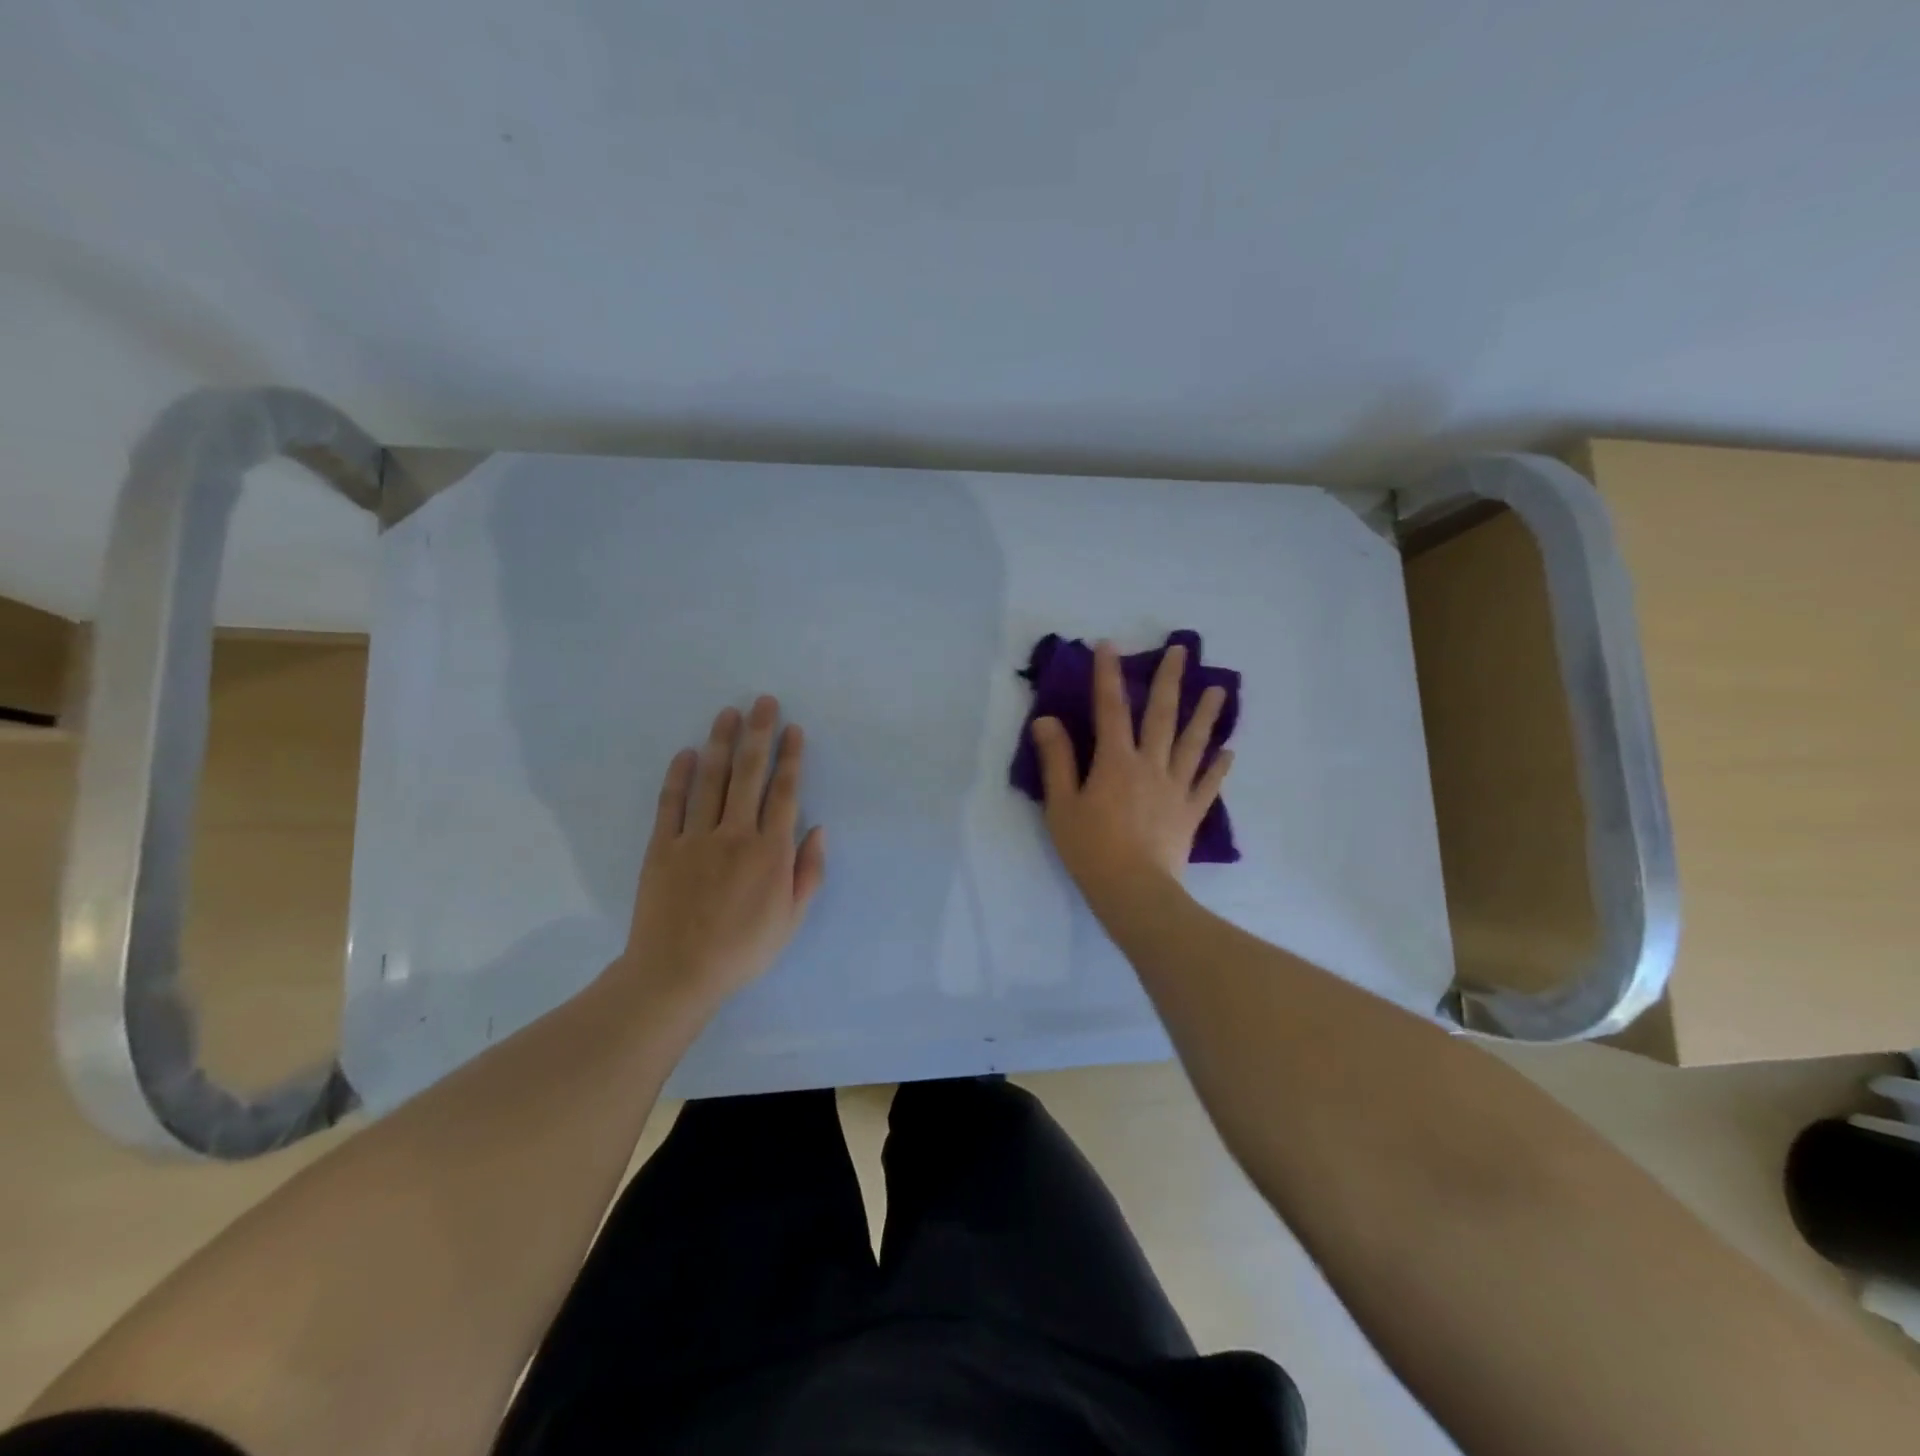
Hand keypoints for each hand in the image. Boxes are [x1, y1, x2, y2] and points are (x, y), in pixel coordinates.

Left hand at [616, 695, 826, 1014]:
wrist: (677, 974)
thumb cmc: (743, 950)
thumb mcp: (791, 919)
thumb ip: (808, 873)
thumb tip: (818, 830)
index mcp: (770, 852)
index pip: (784, 793)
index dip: (791, 758)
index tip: (794, 730)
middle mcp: (735, 834)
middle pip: (749, 774)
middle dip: (759, 734)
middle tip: (763, 702)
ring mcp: (696, 838)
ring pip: (711, 779)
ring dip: (721, 743)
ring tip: (728, 713)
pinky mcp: (663, 847)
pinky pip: (671, 803)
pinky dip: (679, 776)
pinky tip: (686, 753)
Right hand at [1031, 639, 1232, 902]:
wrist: (1134, 891)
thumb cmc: (1090, 848)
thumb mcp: (1061, 804)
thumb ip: (1057, 760)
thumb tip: (1047, 720)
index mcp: (1115, 761)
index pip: (1110, 709)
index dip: (1108, 675)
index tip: (1109, 645)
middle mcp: (1150, 765)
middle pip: (1161, 715)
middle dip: (1169, 679)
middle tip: (1181, 649)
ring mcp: (1175, 788)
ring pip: (1193, 743)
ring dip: (1206, 714)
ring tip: (1219, 689)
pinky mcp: (1191, 813)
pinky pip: (1208, 784)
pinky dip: (1218, 766)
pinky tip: (1229, 751)